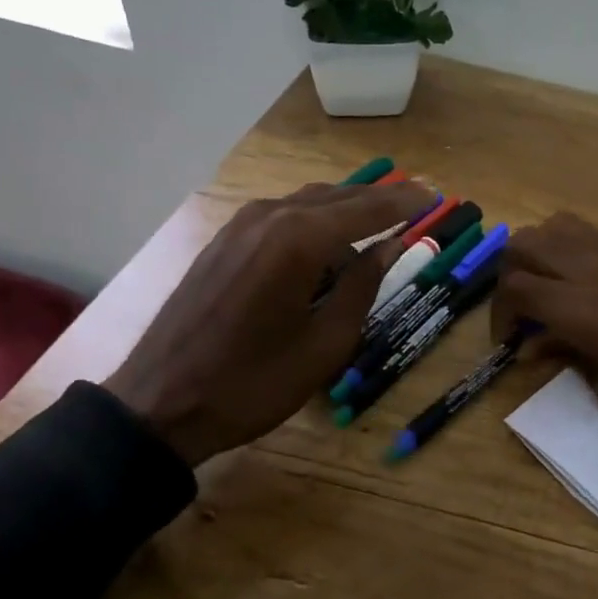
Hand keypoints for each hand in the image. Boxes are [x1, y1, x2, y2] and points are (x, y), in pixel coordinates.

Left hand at [106, 181, 430, 464]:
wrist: (160, 401)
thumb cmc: (253, 382)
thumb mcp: (325, 344)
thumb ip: (363, 286)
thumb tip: (390, 247)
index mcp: (299, 239)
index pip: (367, 208)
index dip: (405, 202)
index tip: (436, 196)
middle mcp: (271, 216)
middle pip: (338, 196)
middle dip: (380, 198)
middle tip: (418, 200)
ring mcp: (241, 224)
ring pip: (308, 201)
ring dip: (347, 207)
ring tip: (381, 219)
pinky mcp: (224, 239)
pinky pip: (282, 215)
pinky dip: (314, 218)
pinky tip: (328, 239)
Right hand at [492, 214, 597, 495]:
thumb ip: (571, 360)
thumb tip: (542, 344)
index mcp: (584, 309)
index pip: (516, 287)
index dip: (500, 314)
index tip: (510, 342)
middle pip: (527, 243)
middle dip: (511, 275)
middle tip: (523, 314)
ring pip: (560, 227)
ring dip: (541, 255)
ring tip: (551, 294)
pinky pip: (595, 236)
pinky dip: (575, 253)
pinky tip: (589, 290)